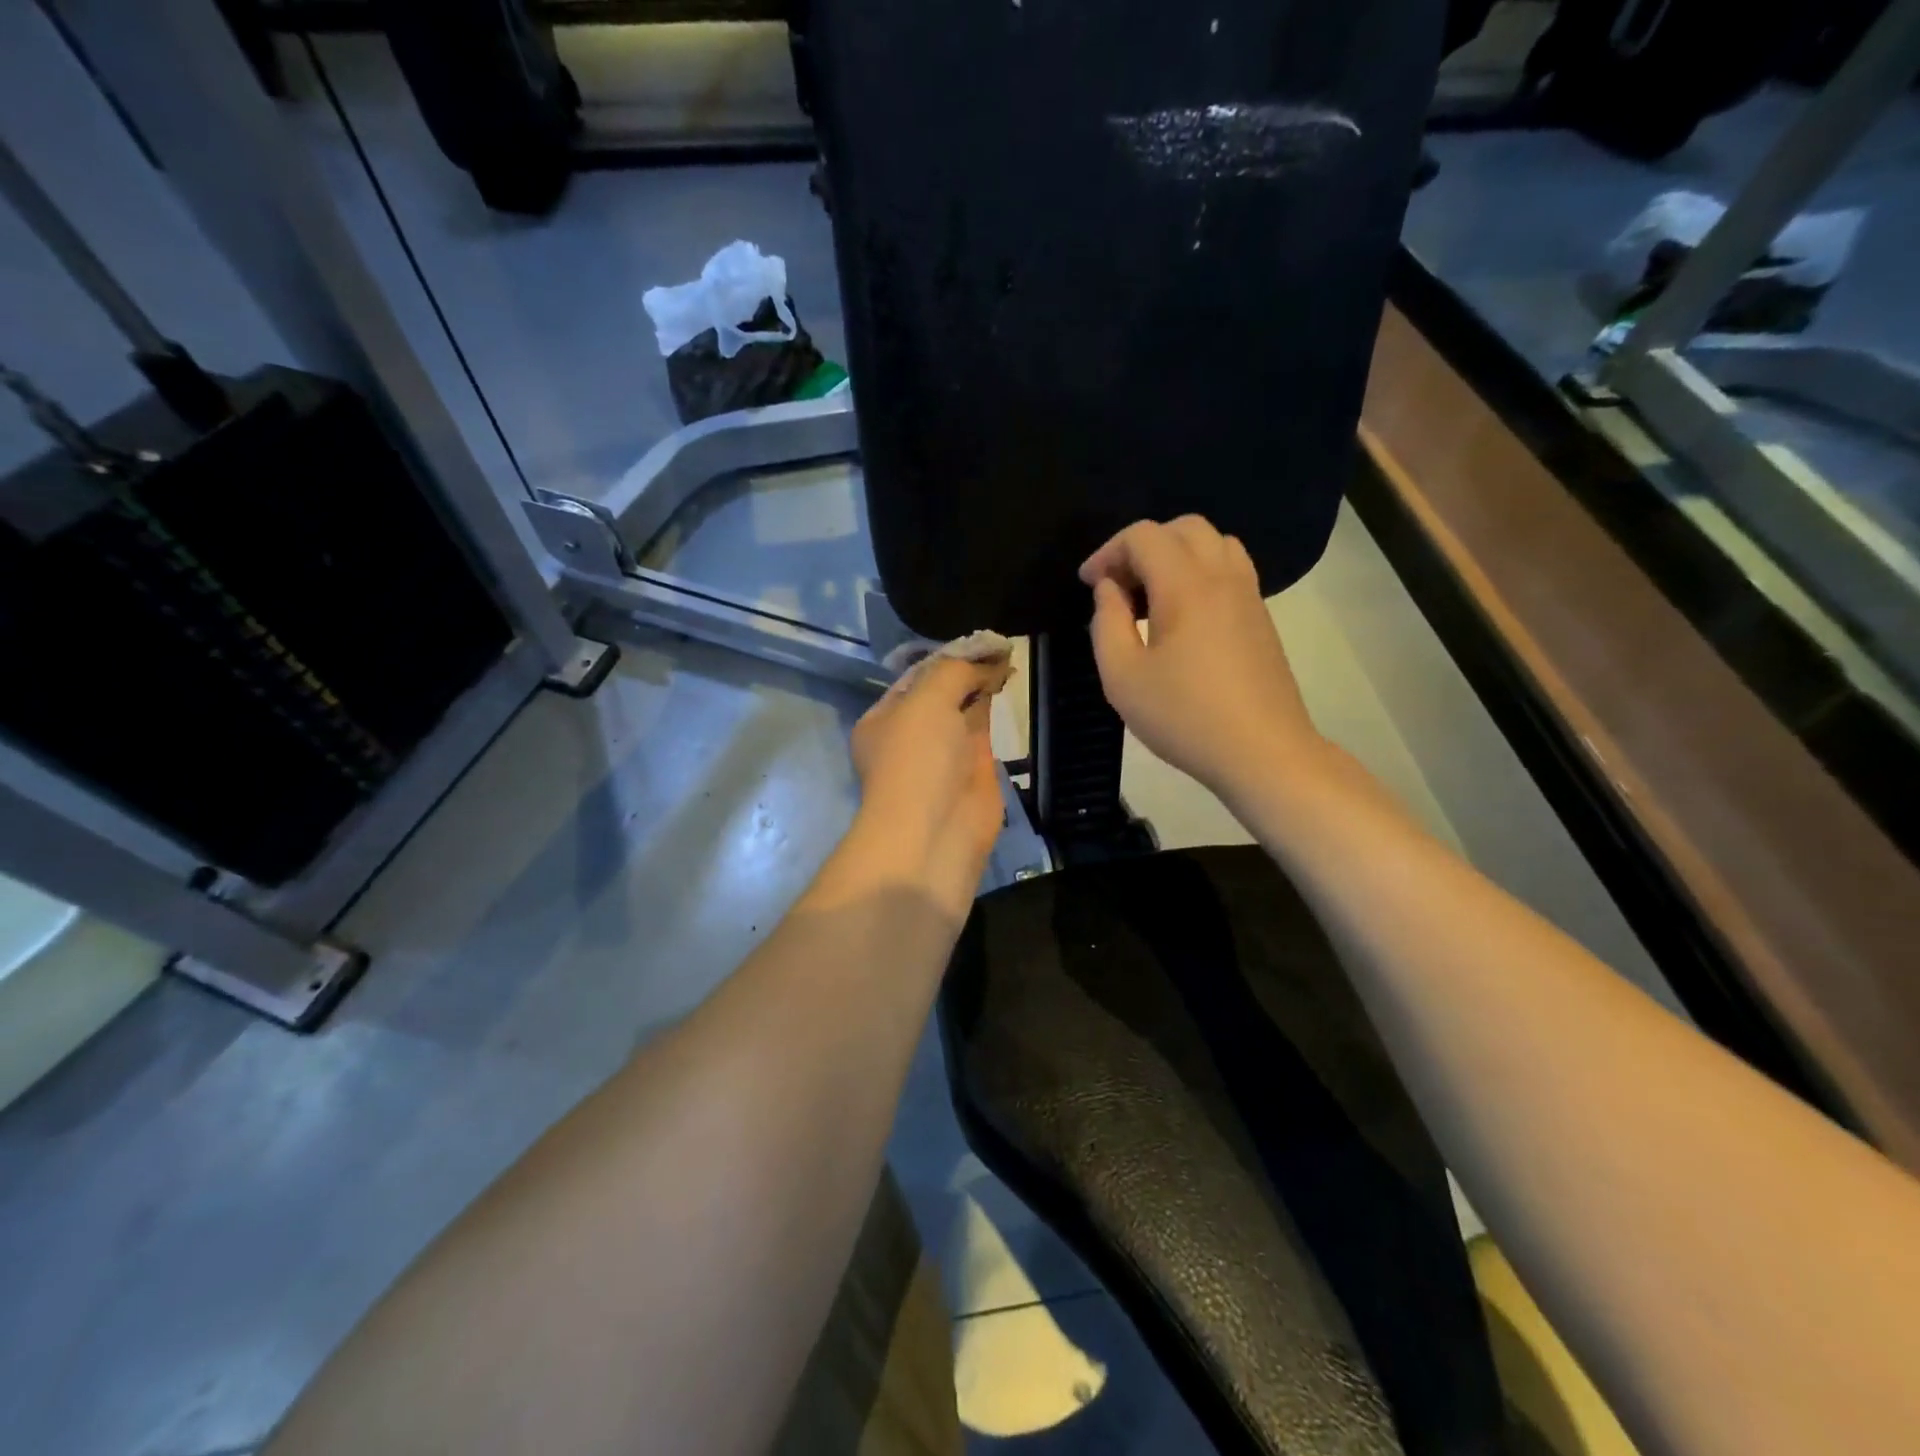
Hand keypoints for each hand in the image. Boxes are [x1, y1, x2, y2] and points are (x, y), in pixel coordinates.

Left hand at [842, 653, 1012, 916]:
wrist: (935, 830)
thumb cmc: (918, 759)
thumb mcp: (927, 699)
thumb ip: (955, 671)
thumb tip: (986, 659)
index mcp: (883, 719)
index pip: (915, 677)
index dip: (945, 656)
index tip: (975, 639)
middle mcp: (910, 735)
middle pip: (940, 692)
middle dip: (964, 669)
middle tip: (996, 644)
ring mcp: (942, 753)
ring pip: (963, 708)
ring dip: (981, 683)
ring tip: (1006, 655)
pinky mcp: (973, 768)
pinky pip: (982, 727)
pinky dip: (993, 704)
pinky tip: (1007, 680)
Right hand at [1080, 516, 1319, 798]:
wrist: (1263, 752)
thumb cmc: (1184, 716)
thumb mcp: (1123, 677)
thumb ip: (1107, 623)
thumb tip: (1109, 589)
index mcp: (1185, 585)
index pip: (1143, 536)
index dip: (1108, 551)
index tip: (1088, 584)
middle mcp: (1222, 576)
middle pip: (1183, 528)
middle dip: (1142, 547)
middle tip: (1119, 586)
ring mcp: (1249, 594)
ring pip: (1214, 543)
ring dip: (1175, 555)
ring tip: (1151, 596)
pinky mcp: (1261, 616)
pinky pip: (1230, 568)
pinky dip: (1200, 572)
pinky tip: (1182, 615)